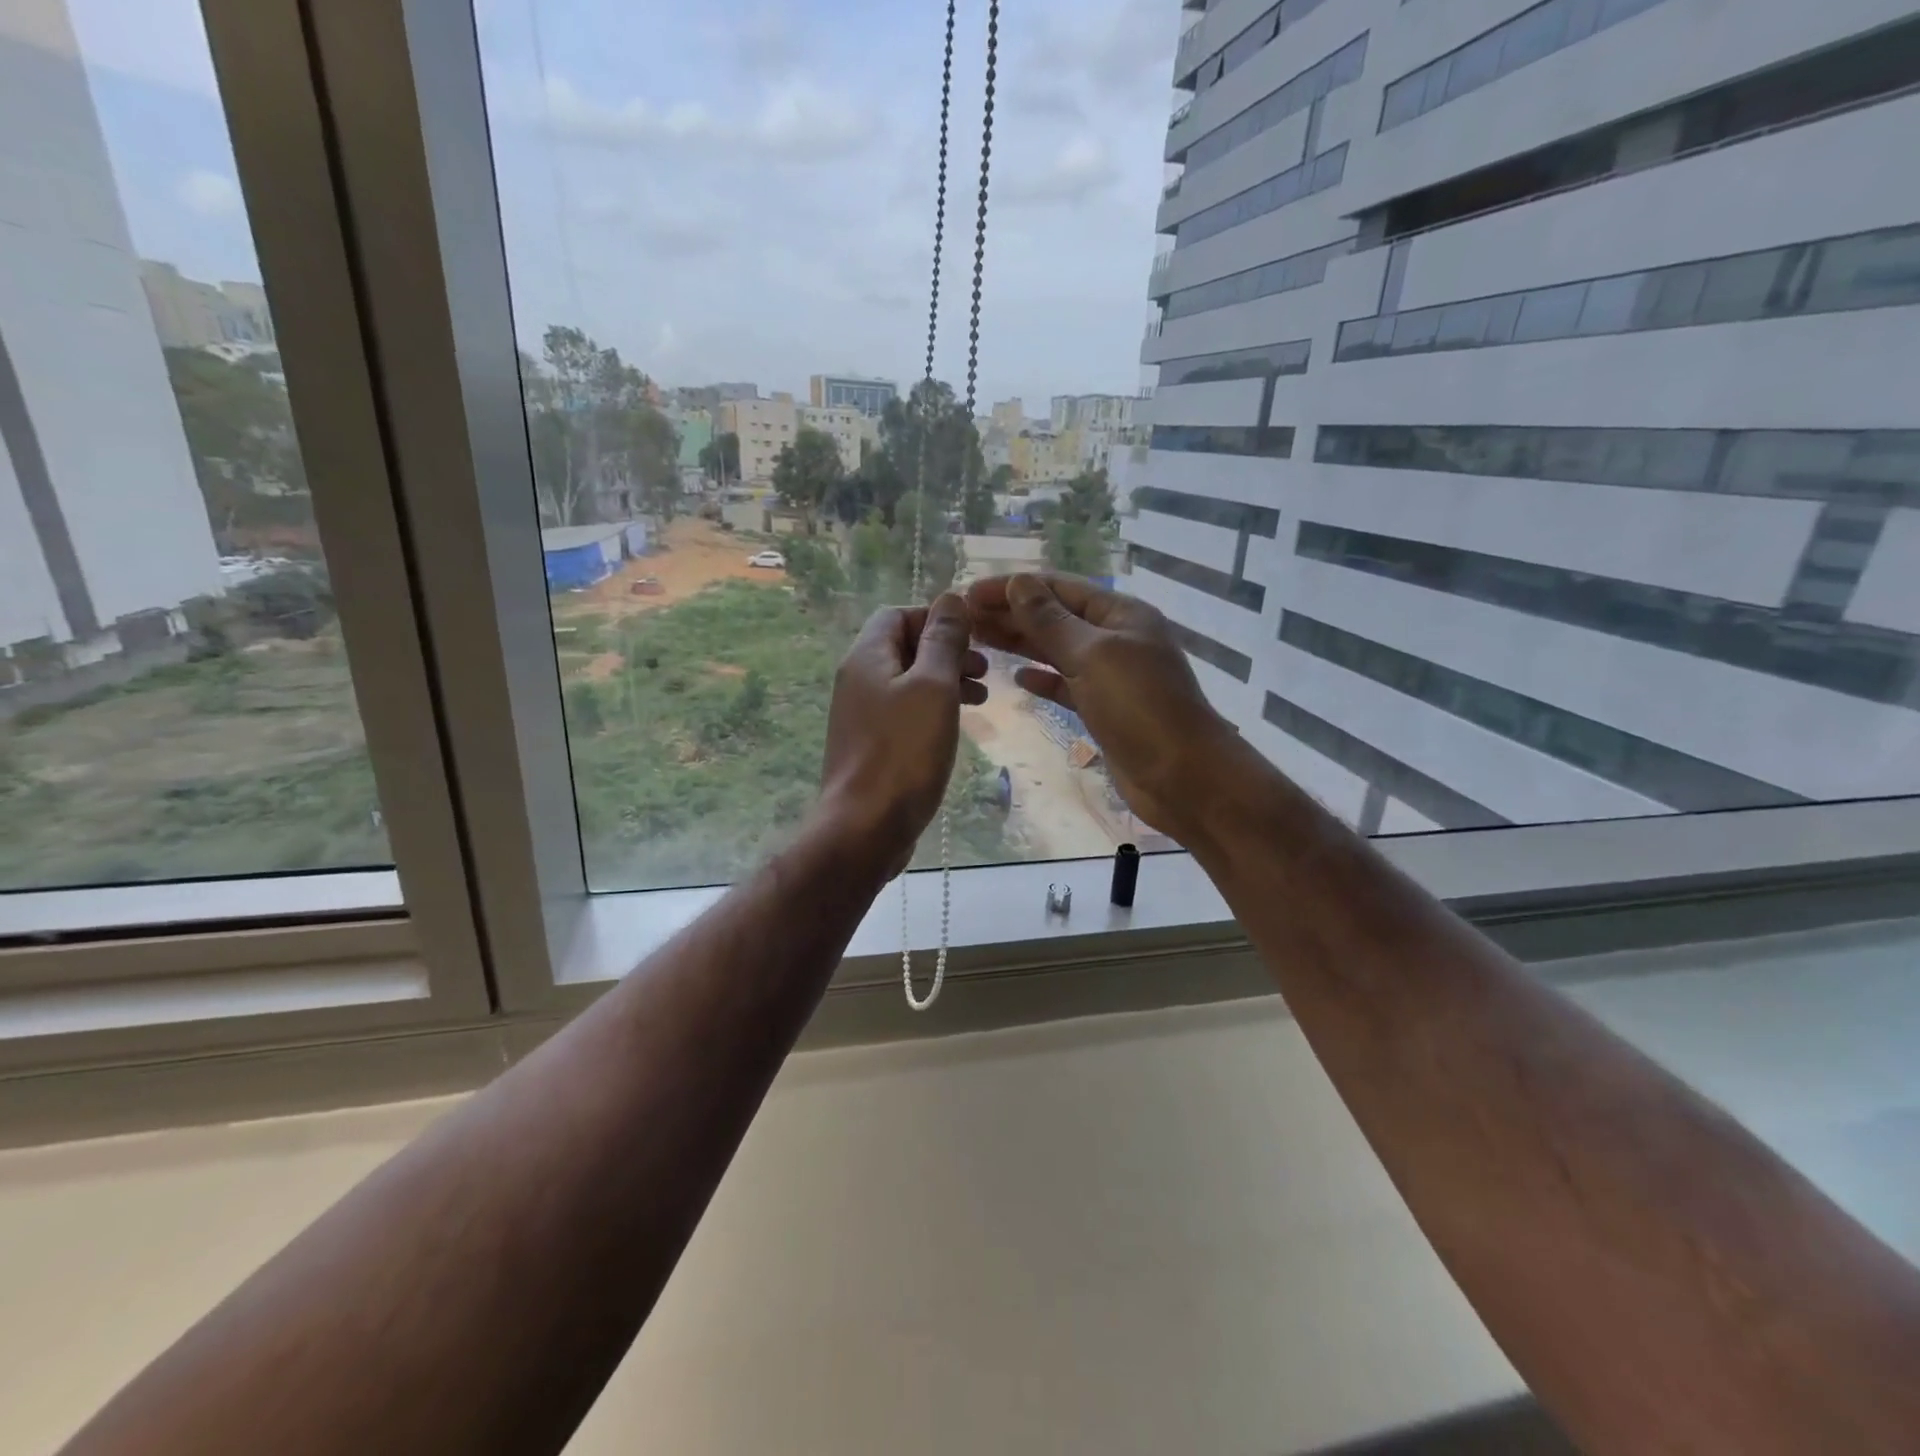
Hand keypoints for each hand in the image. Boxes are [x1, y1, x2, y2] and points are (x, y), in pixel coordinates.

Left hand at [818, 595, 987, 876]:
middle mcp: (857, 680)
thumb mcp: (933, 687)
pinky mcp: (871, 745)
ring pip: (907, 681)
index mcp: (866, 657)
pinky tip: (955, 725)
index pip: (898, 614)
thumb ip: (943, 641)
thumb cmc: (904, 752)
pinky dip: (932, 708)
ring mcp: (861, 715)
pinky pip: (904, 711)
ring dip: (945, 680)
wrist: (865, 827)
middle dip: (946, 650)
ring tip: (982, 695)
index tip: (975, 637)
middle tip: (985, 669)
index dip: (937, 618)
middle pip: (903, 647)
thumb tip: (951, 598)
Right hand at [965, 573, 1234, 841]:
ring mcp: (1112, 675)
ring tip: (979, 641)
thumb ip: (1050, 621)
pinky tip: (1018, 678)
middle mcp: (1116, 638)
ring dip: (1021, 644)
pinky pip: (1068, 685)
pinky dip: (1044, 679)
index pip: (1057, 588)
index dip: (1012, 588)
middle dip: (1011, 614)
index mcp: (1119, 614)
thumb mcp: (1091, 656)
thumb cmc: (1139, 708)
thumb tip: (1018, 583)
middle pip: (1055, 617)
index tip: (968, 594)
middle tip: (963, 620)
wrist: (1182, 777)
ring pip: (1058, 651)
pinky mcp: (1106, 709)